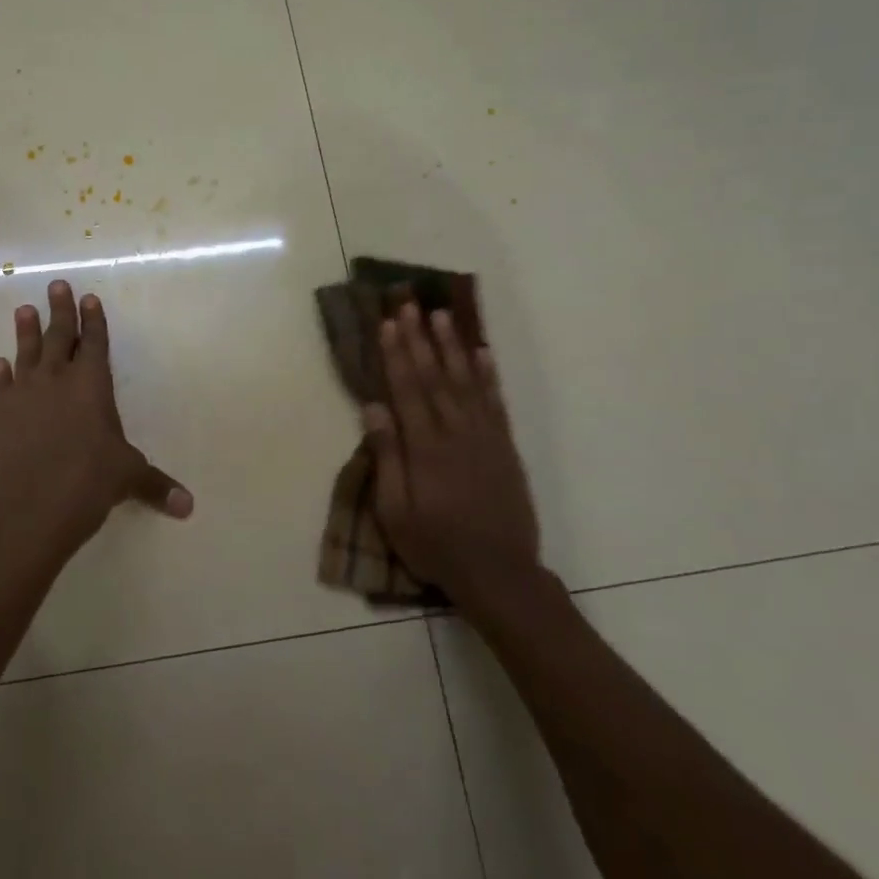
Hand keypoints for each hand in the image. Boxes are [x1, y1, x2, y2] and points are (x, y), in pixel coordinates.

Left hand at [0, 280, 191, 551]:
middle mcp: (58, 379)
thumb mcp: (129, 477)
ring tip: (24, 310)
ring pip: (27, 353)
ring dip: (26, 331)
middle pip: (59, 336)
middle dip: (60, 310)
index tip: (89, 297)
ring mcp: (26, 394)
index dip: (94, 320)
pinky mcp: (1, 414)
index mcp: (92, 384)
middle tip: (56, 285)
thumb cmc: (90, 479)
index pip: (95, 343)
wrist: (35, 502)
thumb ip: (156, 485)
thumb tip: (189, 507)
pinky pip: (0, 387)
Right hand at [362, 303, 541, 598]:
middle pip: (435, 376)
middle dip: (420, 338)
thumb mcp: (395, 512)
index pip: (407, 389)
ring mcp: (485, 437)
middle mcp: (456, 432)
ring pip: (466, 381)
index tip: (388, 323)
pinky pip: (495, 402)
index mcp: (426, 447)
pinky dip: (488, 375)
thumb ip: (387, 456)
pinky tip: (482, 353)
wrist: (499, 573)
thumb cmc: (436, 545)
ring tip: (442, 315)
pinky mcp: (505, 447)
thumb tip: (374, 407)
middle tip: (410, 304)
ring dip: (452, 346)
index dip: (396, 353)